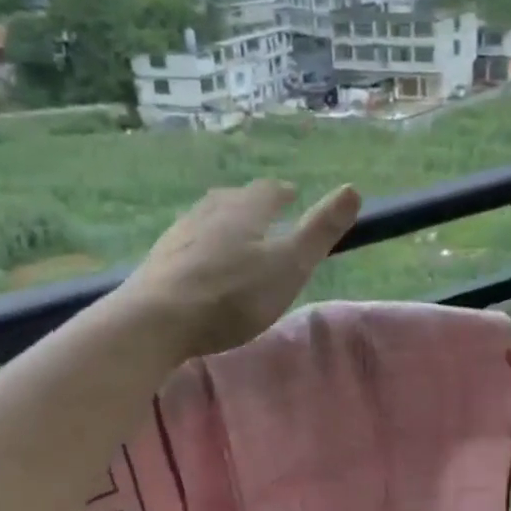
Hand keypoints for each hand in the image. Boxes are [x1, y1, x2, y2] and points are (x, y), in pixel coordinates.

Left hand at [125, 180, 360, 357]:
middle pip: (232, 199)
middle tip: (262, 211)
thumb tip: (353, 189)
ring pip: (204, 219)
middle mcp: (208, 213)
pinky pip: (185, 245)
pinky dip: (199, 247)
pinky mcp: (157, 263)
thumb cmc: (232, 295)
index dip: (281, 192)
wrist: (156, 320)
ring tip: (231, 235)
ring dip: (221, 222)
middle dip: (250, 203)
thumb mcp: (289, 266)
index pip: (267, 191)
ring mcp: (177, 236)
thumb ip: (320, 231)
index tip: (290, 194)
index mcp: (244, 211)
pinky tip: (197, 265)